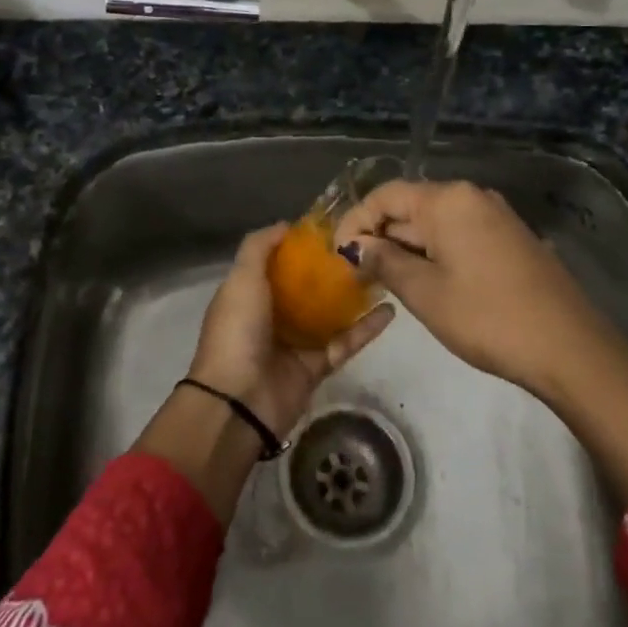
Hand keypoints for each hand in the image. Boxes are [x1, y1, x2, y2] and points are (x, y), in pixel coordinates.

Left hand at [189, 223, 394, 440]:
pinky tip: (391, 309)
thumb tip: (286, 225)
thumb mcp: (241, 279)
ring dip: (353, 296)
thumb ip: (258, 248)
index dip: (300, 246)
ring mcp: (296, 343)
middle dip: (331, 269)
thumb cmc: (237, 331)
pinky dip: (366, 328)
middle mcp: (272, 316)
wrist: (239, 401)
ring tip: (382, 272)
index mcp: (250, 294)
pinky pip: (345, 342)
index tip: (330, 229)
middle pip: (307, 287)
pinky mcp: (317, 367)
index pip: (277, 264)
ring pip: (330, 314)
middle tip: (364, 247)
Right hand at [333, 180, 627, 498]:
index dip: (355, 221)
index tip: (336, 255)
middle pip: (410, 206)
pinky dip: (434, 252)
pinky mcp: (510, 238)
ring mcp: (495, 216)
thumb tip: (356, 247)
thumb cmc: (487, 316)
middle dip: (380, 236)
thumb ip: (384, 262)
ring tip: (384, 281)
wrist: (569, 347)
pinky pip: (459, 234)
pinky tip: (426, 281)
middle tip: (356, 274)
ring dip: (406, 247)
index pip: (385, 195)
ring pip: (435, 223)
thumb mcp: (425, 292)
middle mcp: (471, 196)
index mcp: (447, 199)